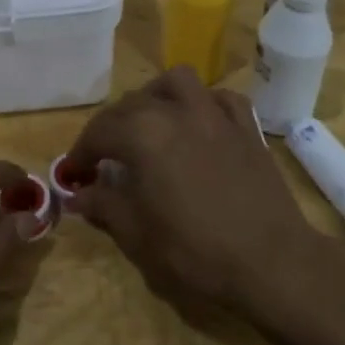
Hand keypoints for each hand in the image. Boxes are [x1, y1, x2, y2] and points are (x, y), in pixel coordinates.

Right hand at [68, 67, 344, 323]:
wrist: (271, 261)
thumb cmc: (195, 250)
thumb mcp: (137, 234)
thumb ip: (103, 205)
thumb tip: (76, 195)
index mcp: (143, 135)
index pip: (99, 132)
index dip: (80, 153)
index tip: (73, 174)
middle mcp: (176, 112)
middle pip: (131, 104)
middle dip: (111, 127)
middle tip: (105, 157)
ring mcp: (215, 114)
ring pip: (176, 83)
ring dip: (155, 96)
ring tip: (149, 122)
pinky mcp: (246, 127)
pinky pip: (220, 98)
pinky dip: (203, 103)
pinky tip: (198, 124)